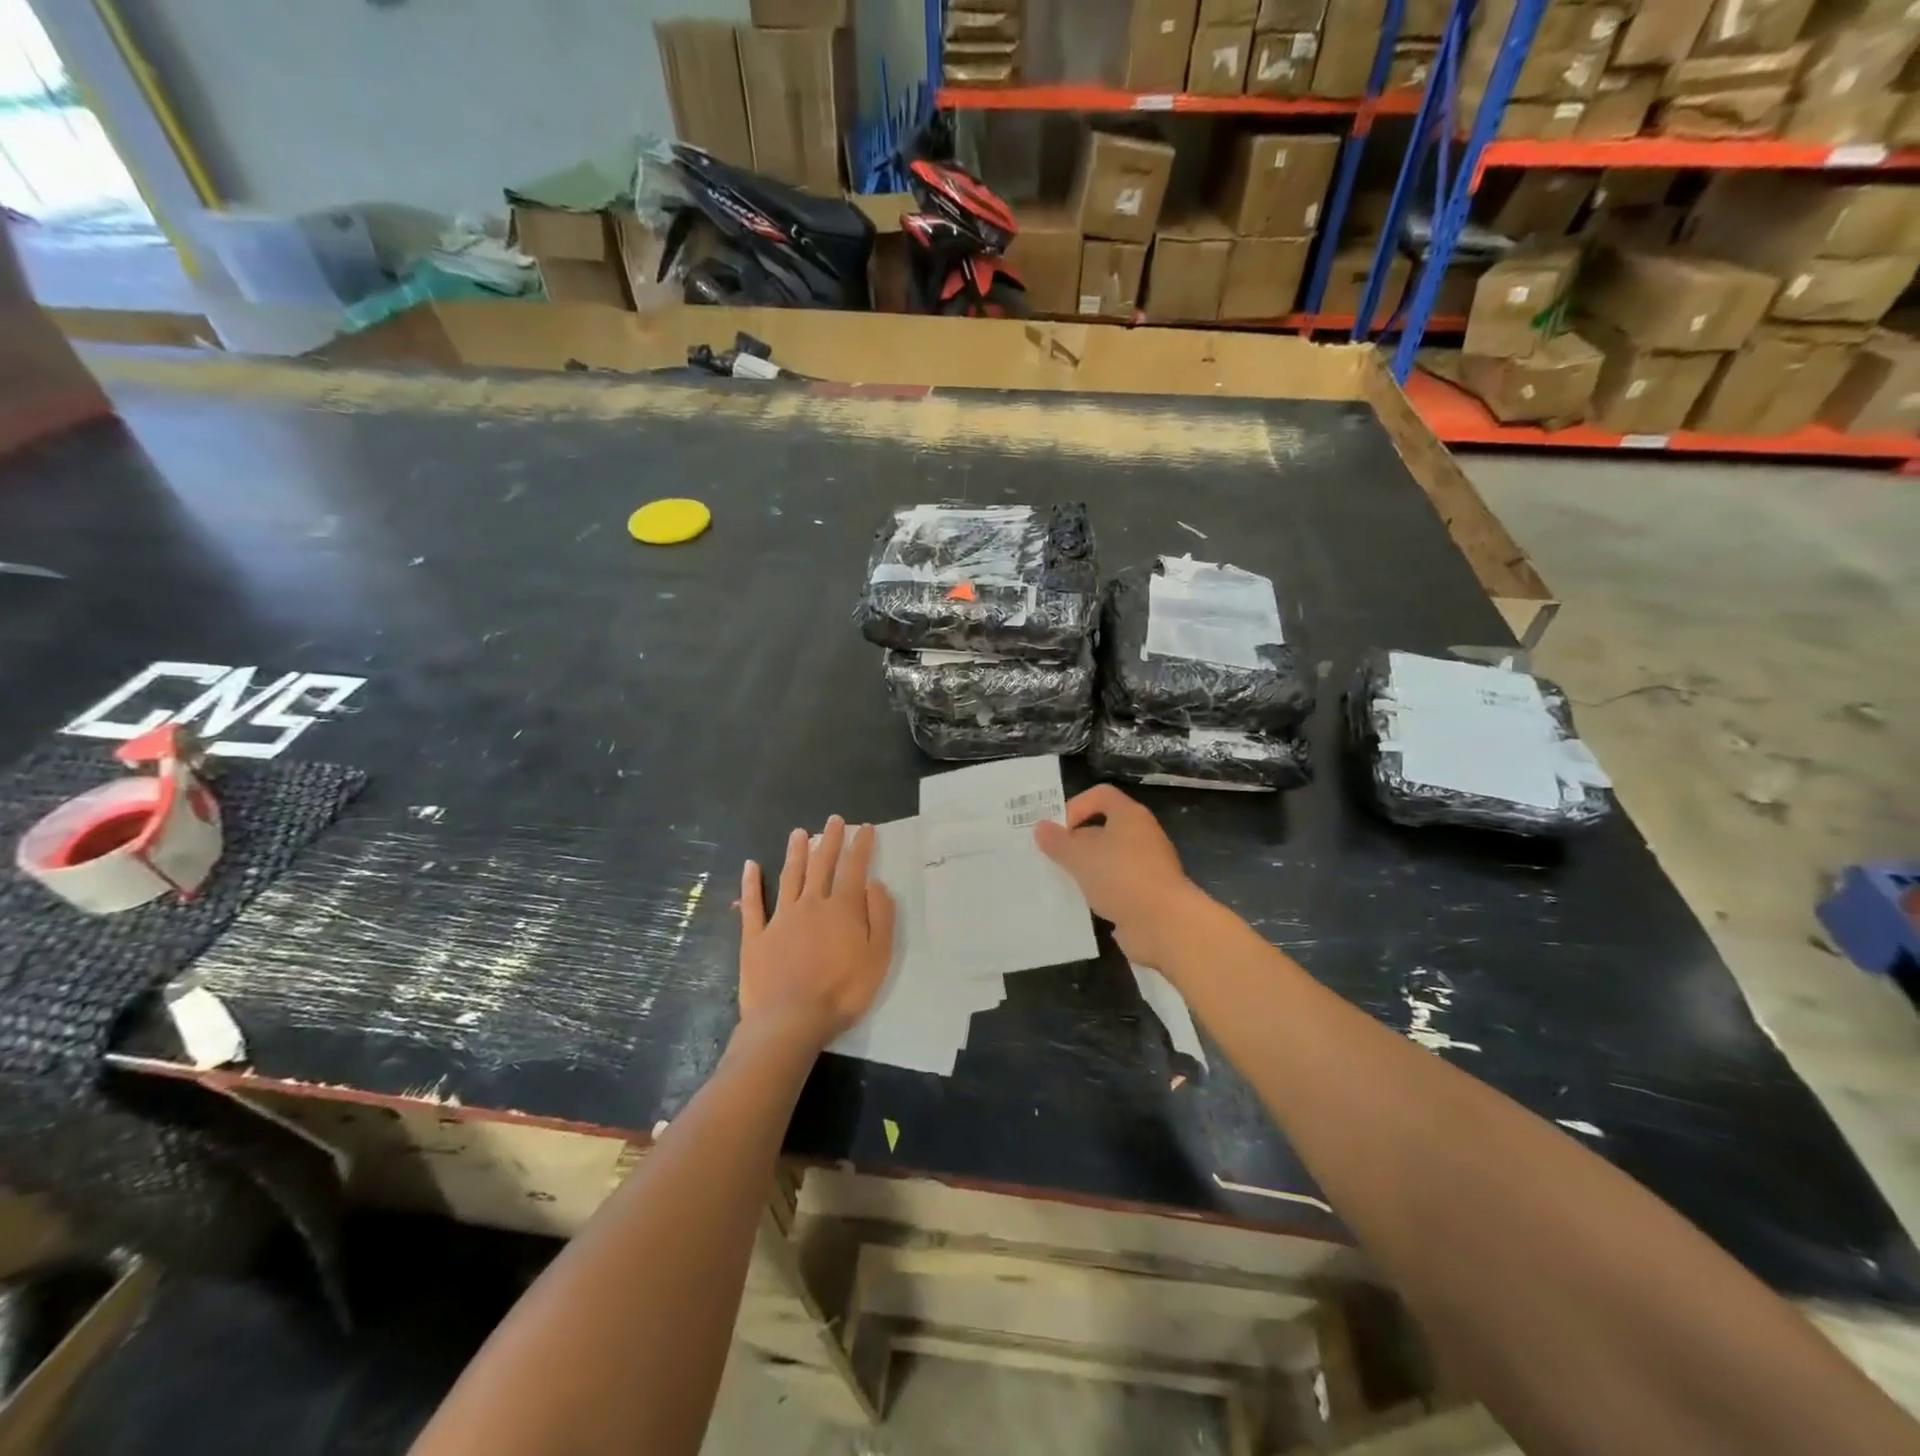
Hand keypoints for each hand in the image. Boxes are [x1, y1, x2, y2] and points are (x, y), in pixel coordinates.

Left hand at [738, 817, 895, 1047]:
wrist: (790, 1019)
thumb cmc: (842, 992)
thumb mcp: (878, 957)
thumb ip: (880, 917)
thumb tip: (875, 884)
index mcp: (842, 908)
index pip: (854, 868)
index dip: (861, 846)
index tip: (865, 828)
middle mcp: (811, 904)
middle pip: (822, 864)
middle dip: (830, 840)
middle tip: (834, 820)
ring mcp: (780, 918)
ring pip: (790, 876)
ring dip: (796, 852)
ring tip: (799, 832)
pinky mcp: (756, 936)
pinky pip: (752, 904)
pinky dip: (751, 883)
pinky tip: (751, 866)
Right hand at [1034, 785, 1205, 970]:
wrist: (1164, 924)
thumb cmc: (1121, 877)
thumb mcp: (1079, 856)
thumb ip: (1057, 841)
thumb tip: (1041, 828)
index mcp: (1129, 816)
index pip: (1100, 795)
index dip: (1076, 806)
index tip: (1056, 830)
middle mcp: (1141, 836)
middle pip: (1102, 828)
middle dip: (1075, 841)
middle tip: (1050, 858)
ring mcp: (1146, 866)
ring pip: (1107, 859)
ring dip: (1085, 869)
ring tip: (1060, 881)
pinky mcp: (1146, 894)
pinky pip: (1115, 885)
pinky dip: (1098, 891)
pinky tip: (1080, 904)